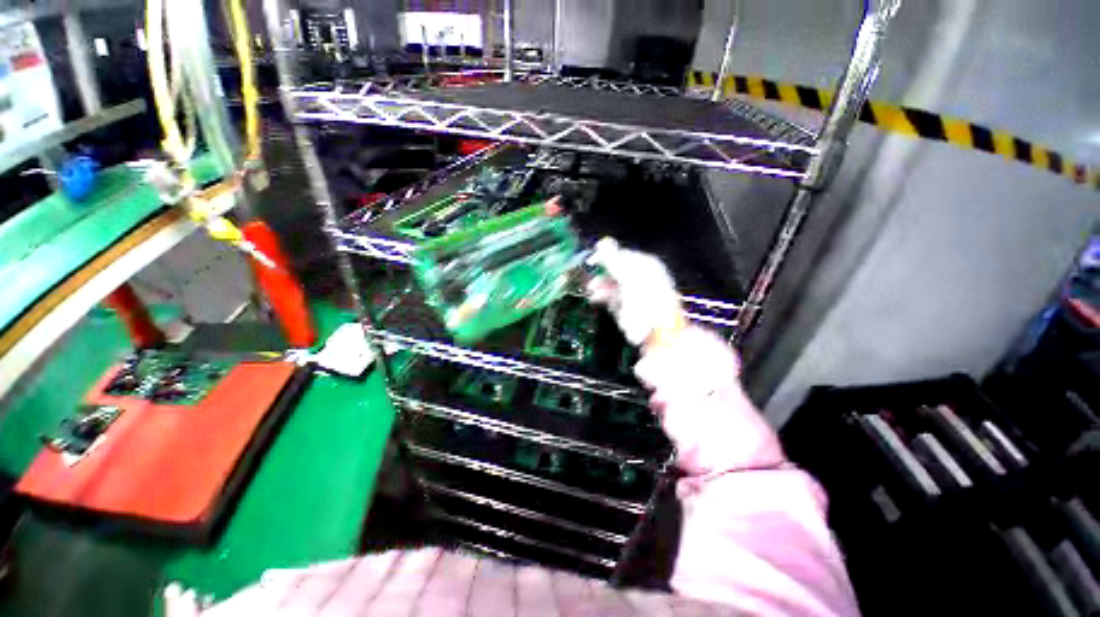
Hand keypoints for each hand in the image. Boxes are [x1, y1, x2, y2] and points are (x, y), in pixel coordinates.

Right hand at [585, 238, 686, 349]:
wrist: (655, 329)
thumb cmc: (644, 298)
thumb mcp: (628, 274)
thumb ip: (613, 259)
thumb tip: (602, 242)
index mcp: (645, 265)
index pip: (622, 255)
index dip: (606, 256)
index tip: (592, 260)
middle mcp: (639, 278)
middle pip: (615, 270)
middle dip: (601, 273)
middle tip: (589, 276)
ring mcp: (633, 293)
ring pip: (611, 285)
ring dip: (600, 285)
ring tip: (591, 290)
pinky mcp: (626, 308)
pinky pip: (611, 298)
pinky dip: (602, 297)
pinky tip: (595, 298)